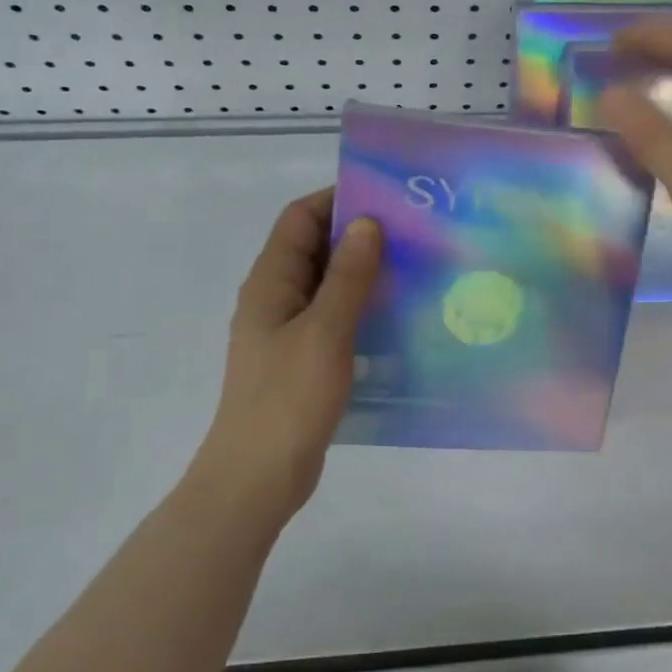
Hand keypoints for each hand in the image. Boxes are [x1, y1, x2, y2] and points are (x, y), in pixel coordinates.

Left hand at [199, 189, 382, 521]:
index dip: (336, 199)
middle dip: (356, 234)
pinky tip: (396, 315)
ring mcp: (287, 330)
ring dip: (361, 272)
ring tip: (412, 267)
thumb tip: (367, 223)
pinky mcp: (302, 359)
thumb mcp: (325, 331)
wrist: (259, 475)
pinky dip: (359, 307)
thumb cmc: (288, 398)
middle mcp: (274, 298)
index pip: (299, 219)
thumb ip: (347, 276)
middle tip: (410, 230)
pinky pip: (332, 317)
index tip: (384, 196)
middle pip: (313, 248)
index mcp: (270, 281)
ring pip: (325, 284)